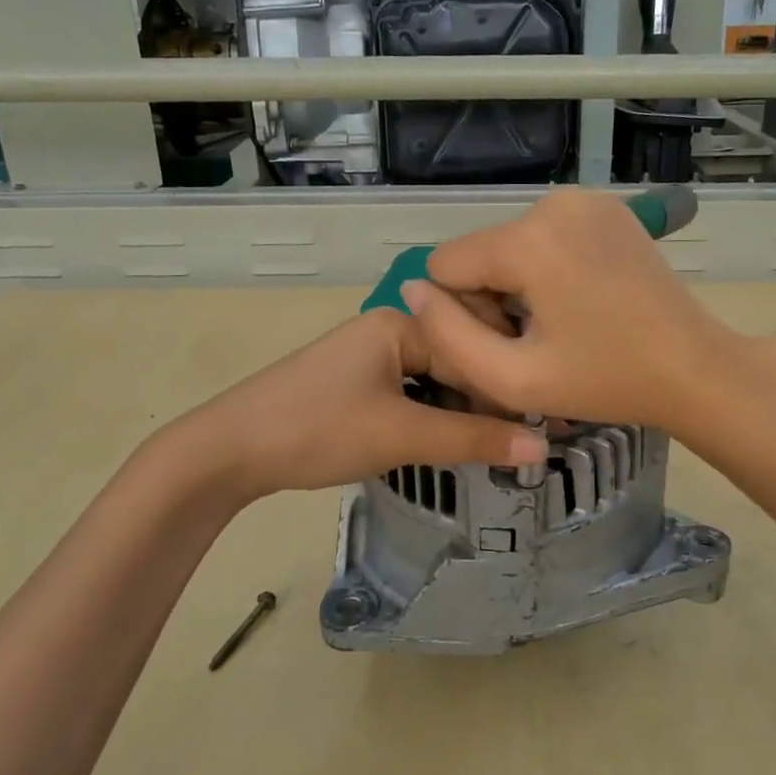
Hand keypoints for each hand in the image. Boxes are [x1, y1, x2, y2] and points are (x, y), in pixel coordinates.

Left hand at [176, 307, 547, 499]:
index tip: (547, 426)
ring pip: (436, 381)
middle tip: (527, 441)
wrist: (228, 451)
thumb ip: (473, 439)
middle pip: (458, 360)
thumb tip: (542, 448)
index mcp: (401, 323)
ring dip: (464, 411)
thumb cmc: (317, 429)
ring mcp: (370, 357)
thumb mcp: (401, 434)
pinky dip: (435, 416)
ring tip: (498, 446)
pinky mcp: (356, 384)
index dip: (509, 388)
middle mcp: (389, 329)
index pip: (476, 348)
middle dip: (490, 400)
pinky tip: (452, 442)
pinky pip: (412, 394)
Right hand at [400, 188, 746, 437]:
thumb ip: (447, 336)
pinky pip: (545, 236)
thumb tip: (412, 291)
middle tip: (536, 343)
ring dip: (518, 285)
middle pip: (480, 252)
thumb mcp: (512, 378)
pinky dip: (547, 268)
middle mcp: (553, 201)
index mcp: (529, 238)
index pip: (445, 264)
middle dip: (492, 298)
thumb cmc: (605, 381)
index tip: (509, 345)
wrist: (694, 368)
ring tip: (560, 325)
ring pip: (510, 245)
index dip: (462, 313)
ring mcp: (586, 199)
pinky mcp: (606, 208)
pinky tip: (579, 301)